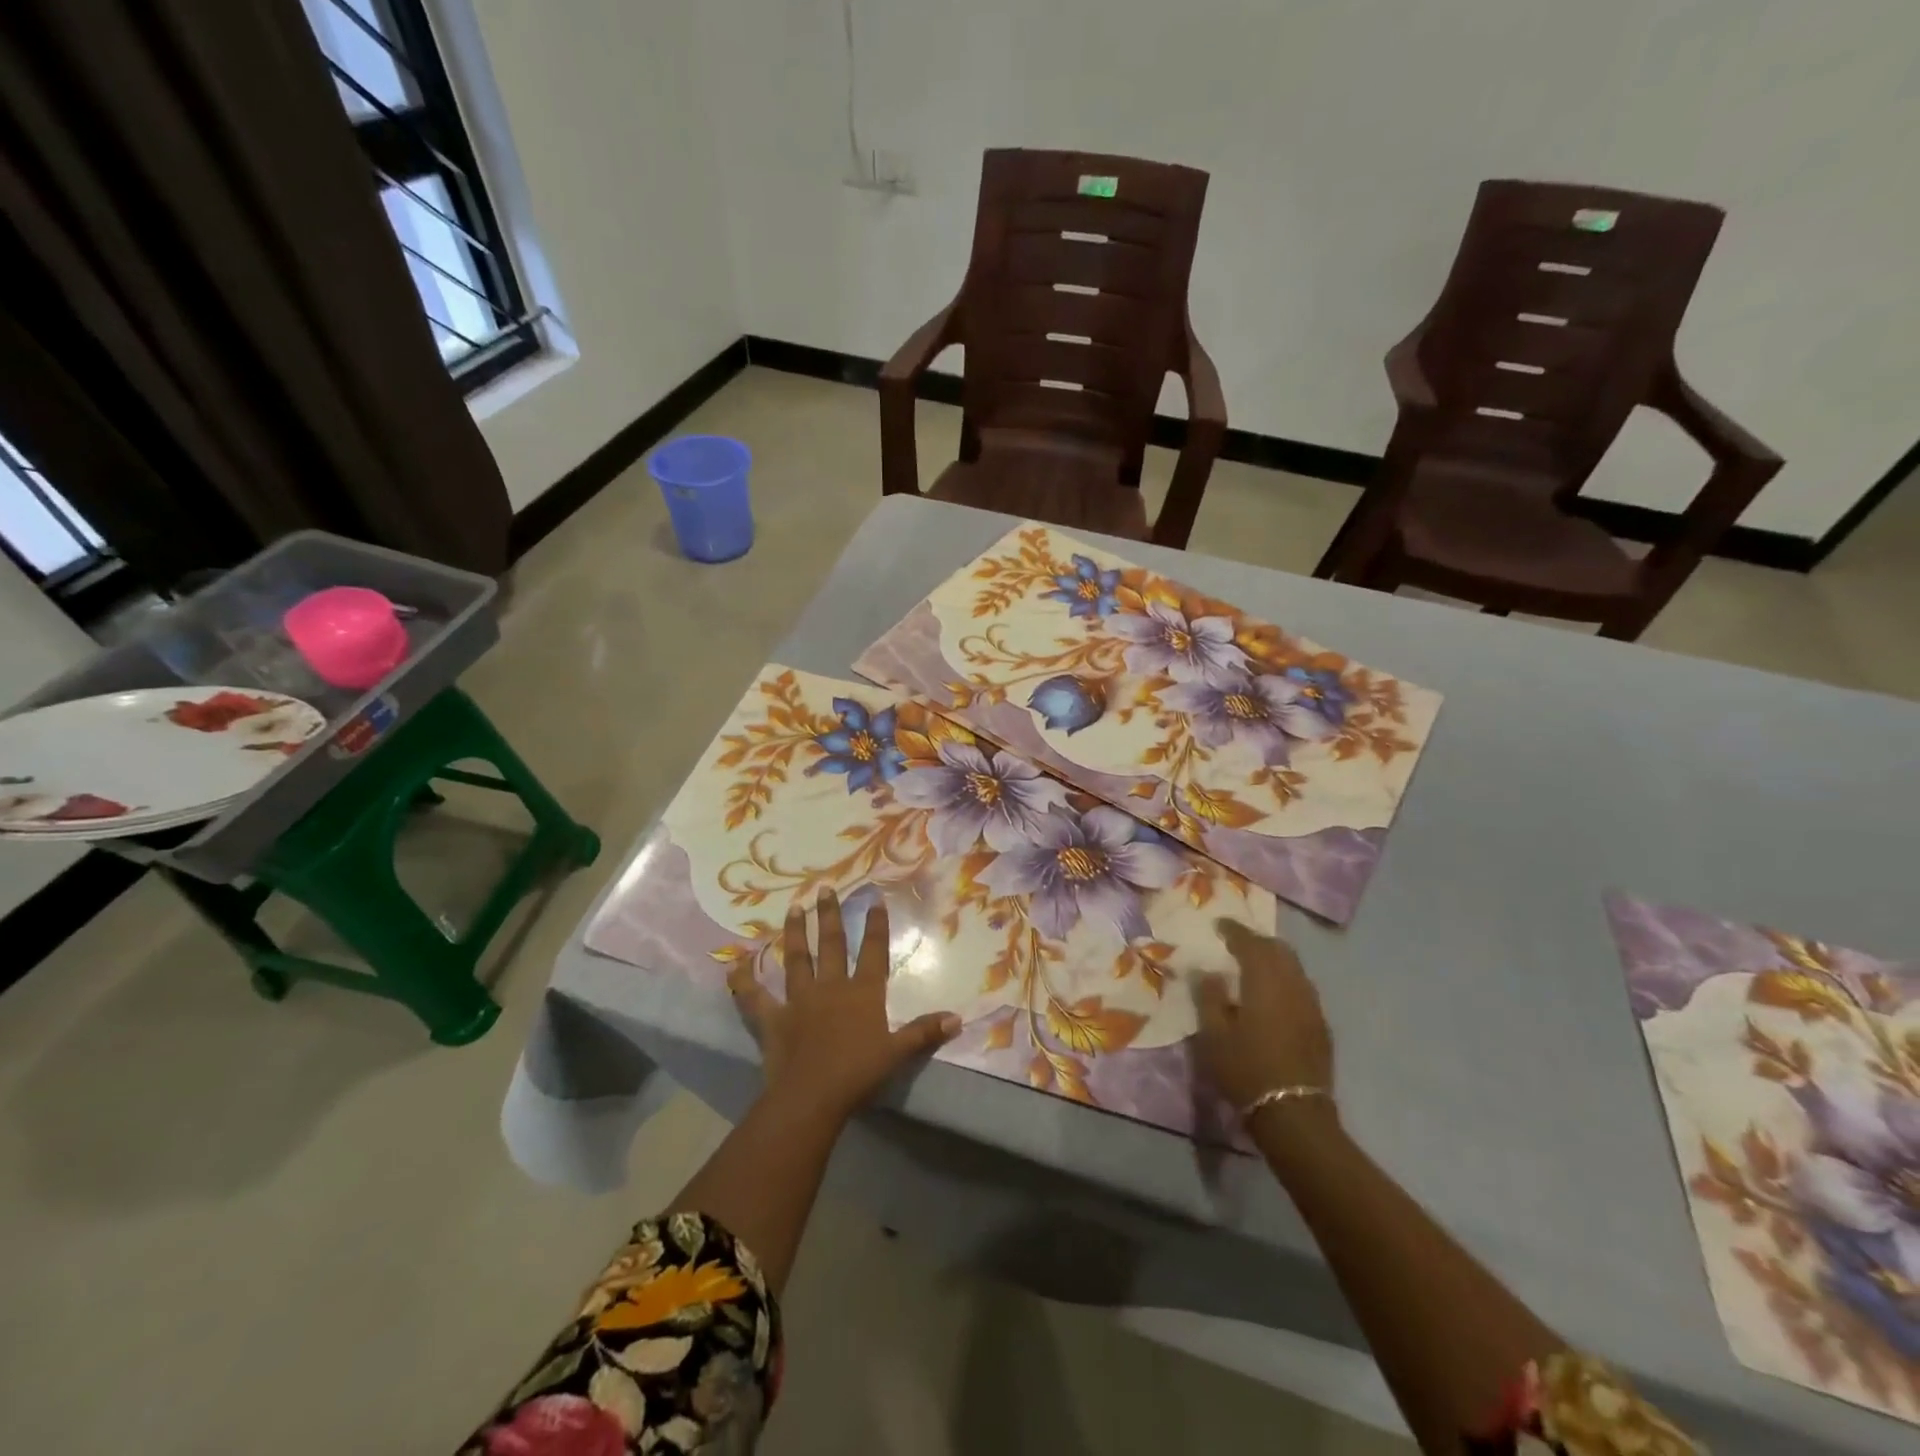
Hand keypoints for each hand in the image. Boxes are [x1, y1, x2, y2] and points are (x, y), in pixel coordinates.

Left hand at [729, 888, 960, 1124]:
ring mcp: (799, 1000)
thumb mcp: (898, 1053)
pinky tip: (734, 963)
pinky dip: (743, 980)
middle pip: (832, 945)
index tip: (874, 899)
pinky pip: (754, 996)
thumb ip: (924, 1032)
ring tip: (793, 908)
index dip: (875, 926)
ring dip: (796, 933)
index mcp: (862, 993)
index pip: (873, 952)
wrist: (812, 1096)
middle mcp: (830, 987)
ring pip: (797, 959)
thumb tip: (957, 1018)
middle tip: (824, 889)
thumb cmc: (858, 1073)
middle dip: (830, 916)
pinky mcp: (773, 1018)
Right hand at [1193, 918, 1334, 1114]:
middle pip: (1278, 950)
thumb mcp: (1213, 1034)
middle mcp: (1293, 985)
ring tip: (1255, 966)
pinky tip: (1274, 995)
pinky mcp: (1321, 1026)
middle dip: (1257, 942)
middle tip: (1236, 943)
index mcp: (1265, 981)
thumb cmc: (1246, 1069)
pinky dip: (1285, 980)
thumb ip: (1208, 996)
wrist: (1294, 1114)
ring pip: (1294, 968)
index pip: (1250, 943)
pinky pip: (1302, 988)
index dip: (1234, 931)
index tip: (1219, 925)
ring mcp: (1312, 1006)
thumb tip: (1207, 971)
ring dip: (1274, 960)